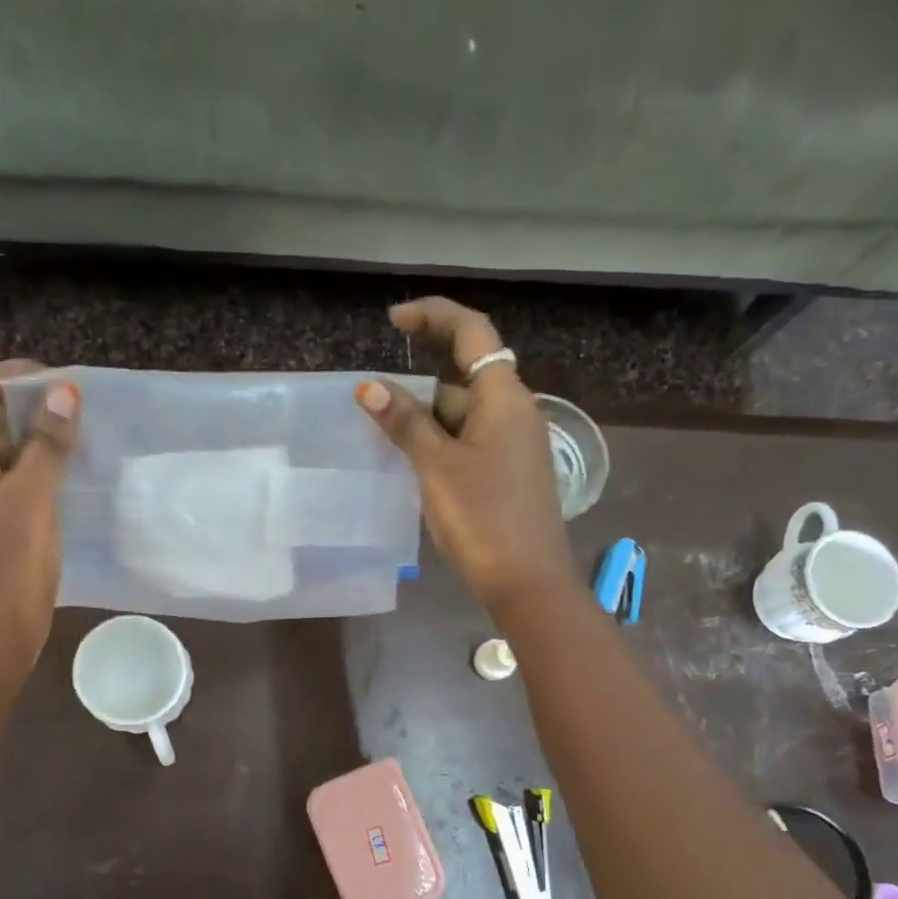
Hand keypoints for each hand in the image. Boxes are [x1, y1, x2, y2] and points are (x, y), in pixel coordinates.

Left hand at [0, 360, 80, 681]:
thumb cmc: (7, 570)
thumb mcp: (32, 500)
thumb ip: (46, 444)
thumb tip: (64, 391)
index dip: (20, 378)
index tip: (68, 386)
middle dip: (30, 411)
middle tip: (80, 417)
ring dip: (31, 445)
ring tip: (76, 447)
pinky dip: (26, 477)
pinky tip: (60, 486)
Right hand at [358, 297, 574, 616]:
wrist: (528, 582)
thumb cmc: (483, 518)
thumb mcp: (437, 467)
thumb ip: (405, 423)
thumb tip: (369, 387)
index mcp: (505, 398)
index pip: (472, 333)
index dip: (433, 316)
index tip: (393, 321)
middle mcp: (515, 413)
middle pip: (463, 378)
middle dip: (419, 386)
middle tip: (375, 407)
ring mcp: (514, 446)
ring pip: (463, 415)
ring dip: (426, 421)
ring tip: (384, 441)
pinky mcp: (509, 474)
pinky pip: (469, 443)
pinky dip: (440, 444)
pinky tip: (413, 466)